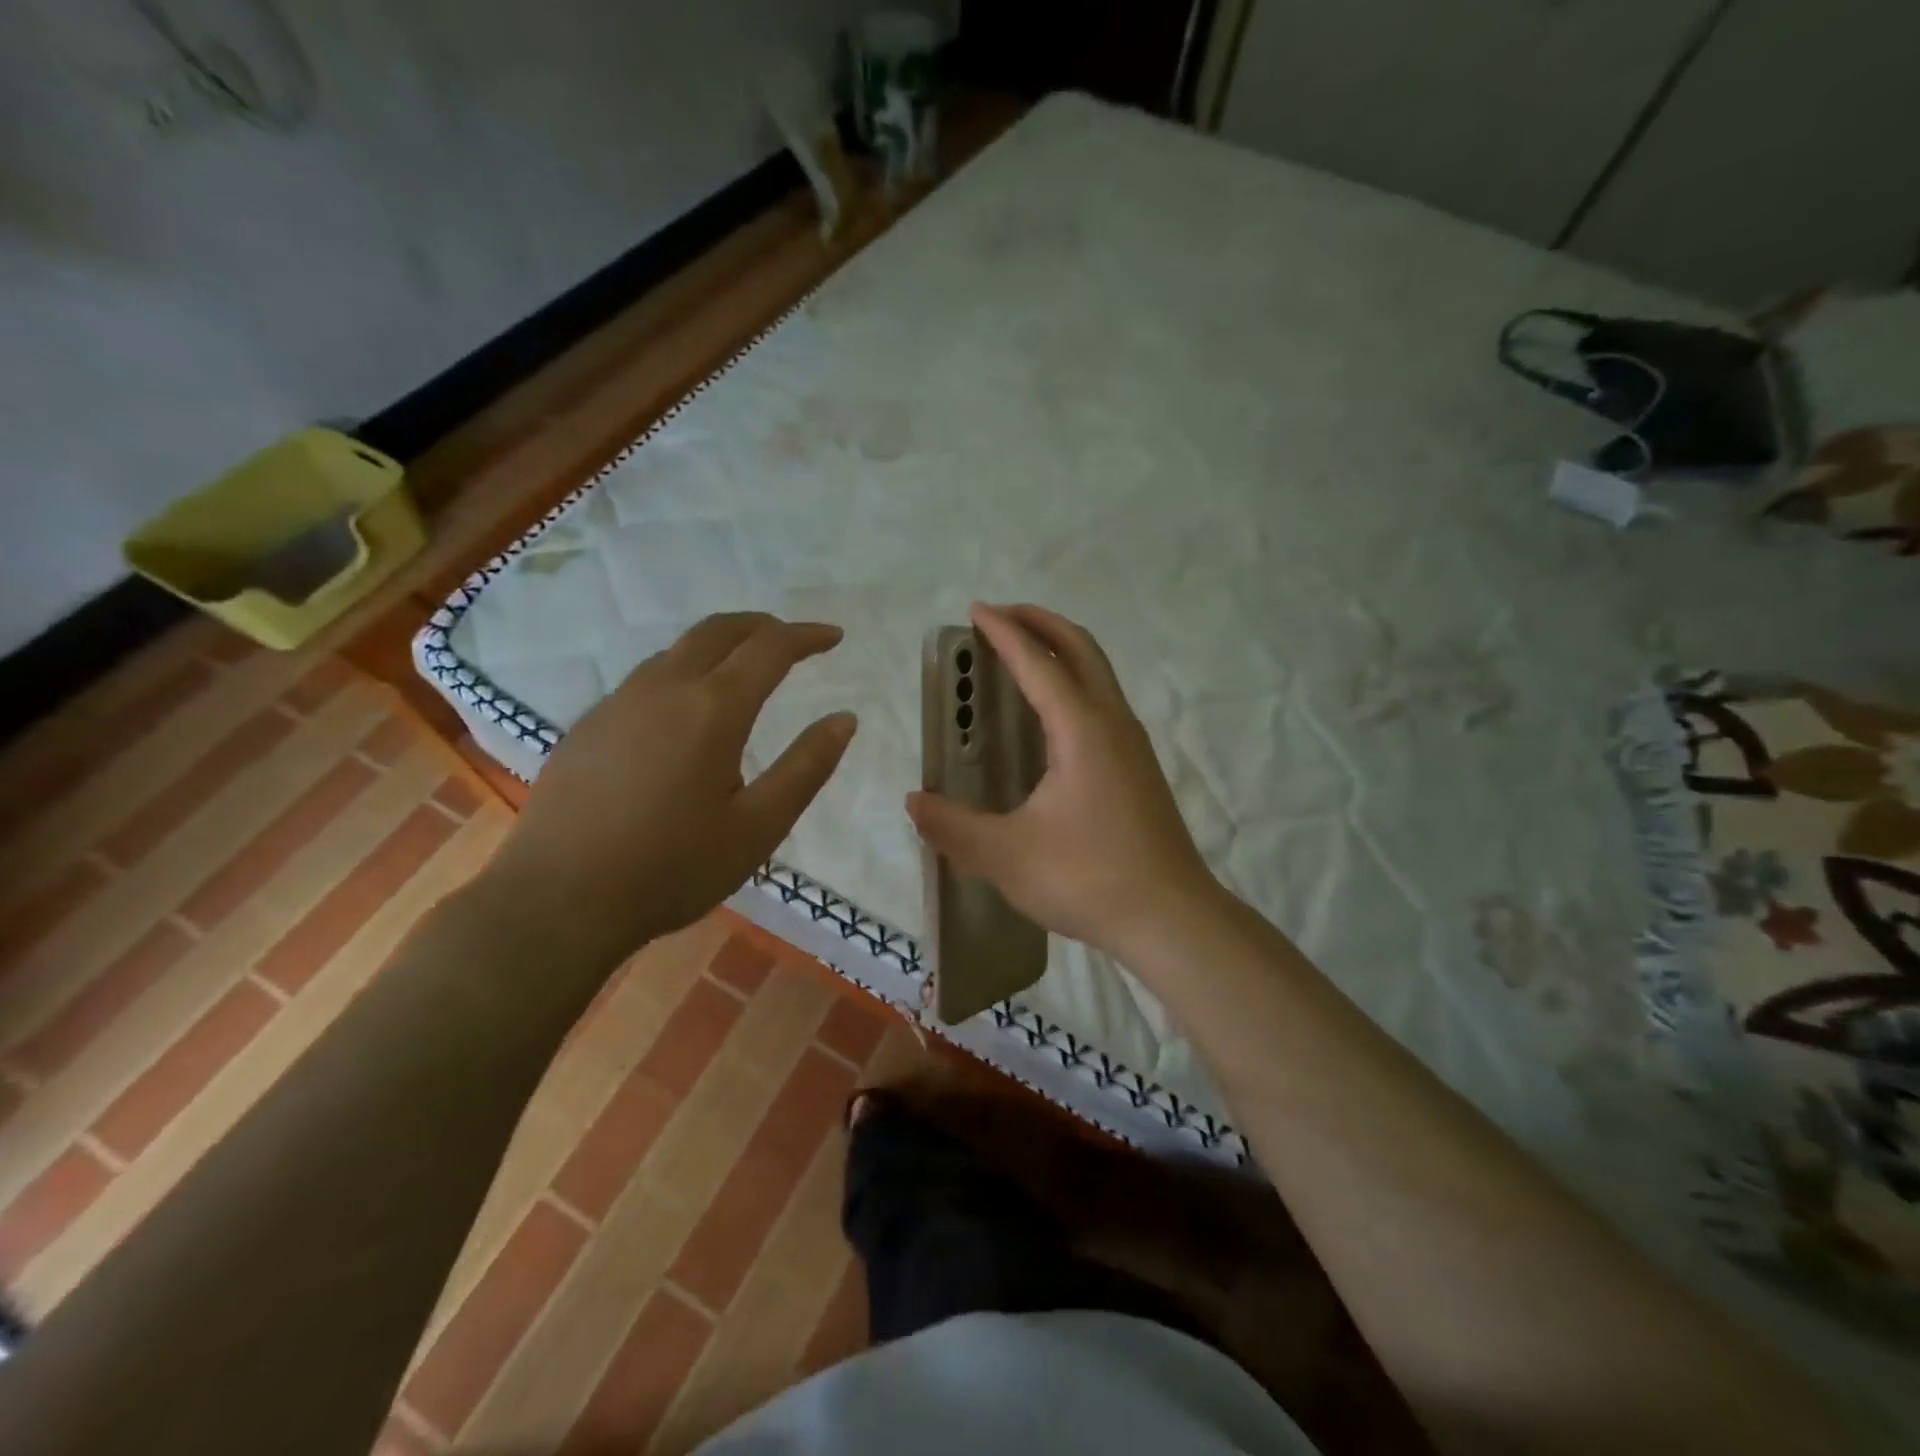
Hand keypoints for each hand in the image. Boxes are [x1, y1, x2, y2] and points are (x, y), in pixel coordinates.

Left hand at [487, 612, 856, 960]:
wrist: (558, 901)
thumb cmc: (673, 868)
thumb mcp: (759, 826)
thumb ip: (807, 767)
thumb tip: (844, 719)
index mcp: (712, 709)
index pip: (769, 648)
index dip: (806, 637)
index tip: (834, 637)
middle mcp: (663, 689)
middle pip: (718, 630)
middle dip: (762, 626)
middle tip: (793, 641)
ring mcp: (617, 704)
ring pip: (677, 651)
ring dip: (720, 647)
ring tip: (744, 672)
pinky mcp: (588, 726)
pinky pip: (646, 679)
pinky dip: (684, 673)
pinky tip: (685, 715)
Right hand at [906, 603, 1218, 958]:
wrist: (1171, 918)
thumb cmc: (1088, 878)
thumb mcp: (1006, 856)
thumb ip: (953, 827)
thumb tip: (914, 802)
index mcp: (1082, 730)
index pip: (1038, 664)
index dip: (1004, 633)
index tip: (976, 610)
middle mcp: (1112, 723)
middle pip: (1081, 649)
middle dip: (1041, 623)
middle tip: (1003, 615)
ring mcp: (1133, 744)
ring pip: (1099, 673)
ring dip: (1062, 650)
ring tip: (1024, 655)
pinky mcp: (1140, 768)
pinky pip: (1104, 701)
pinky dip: (1076, 681)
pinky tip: (1054, 716)